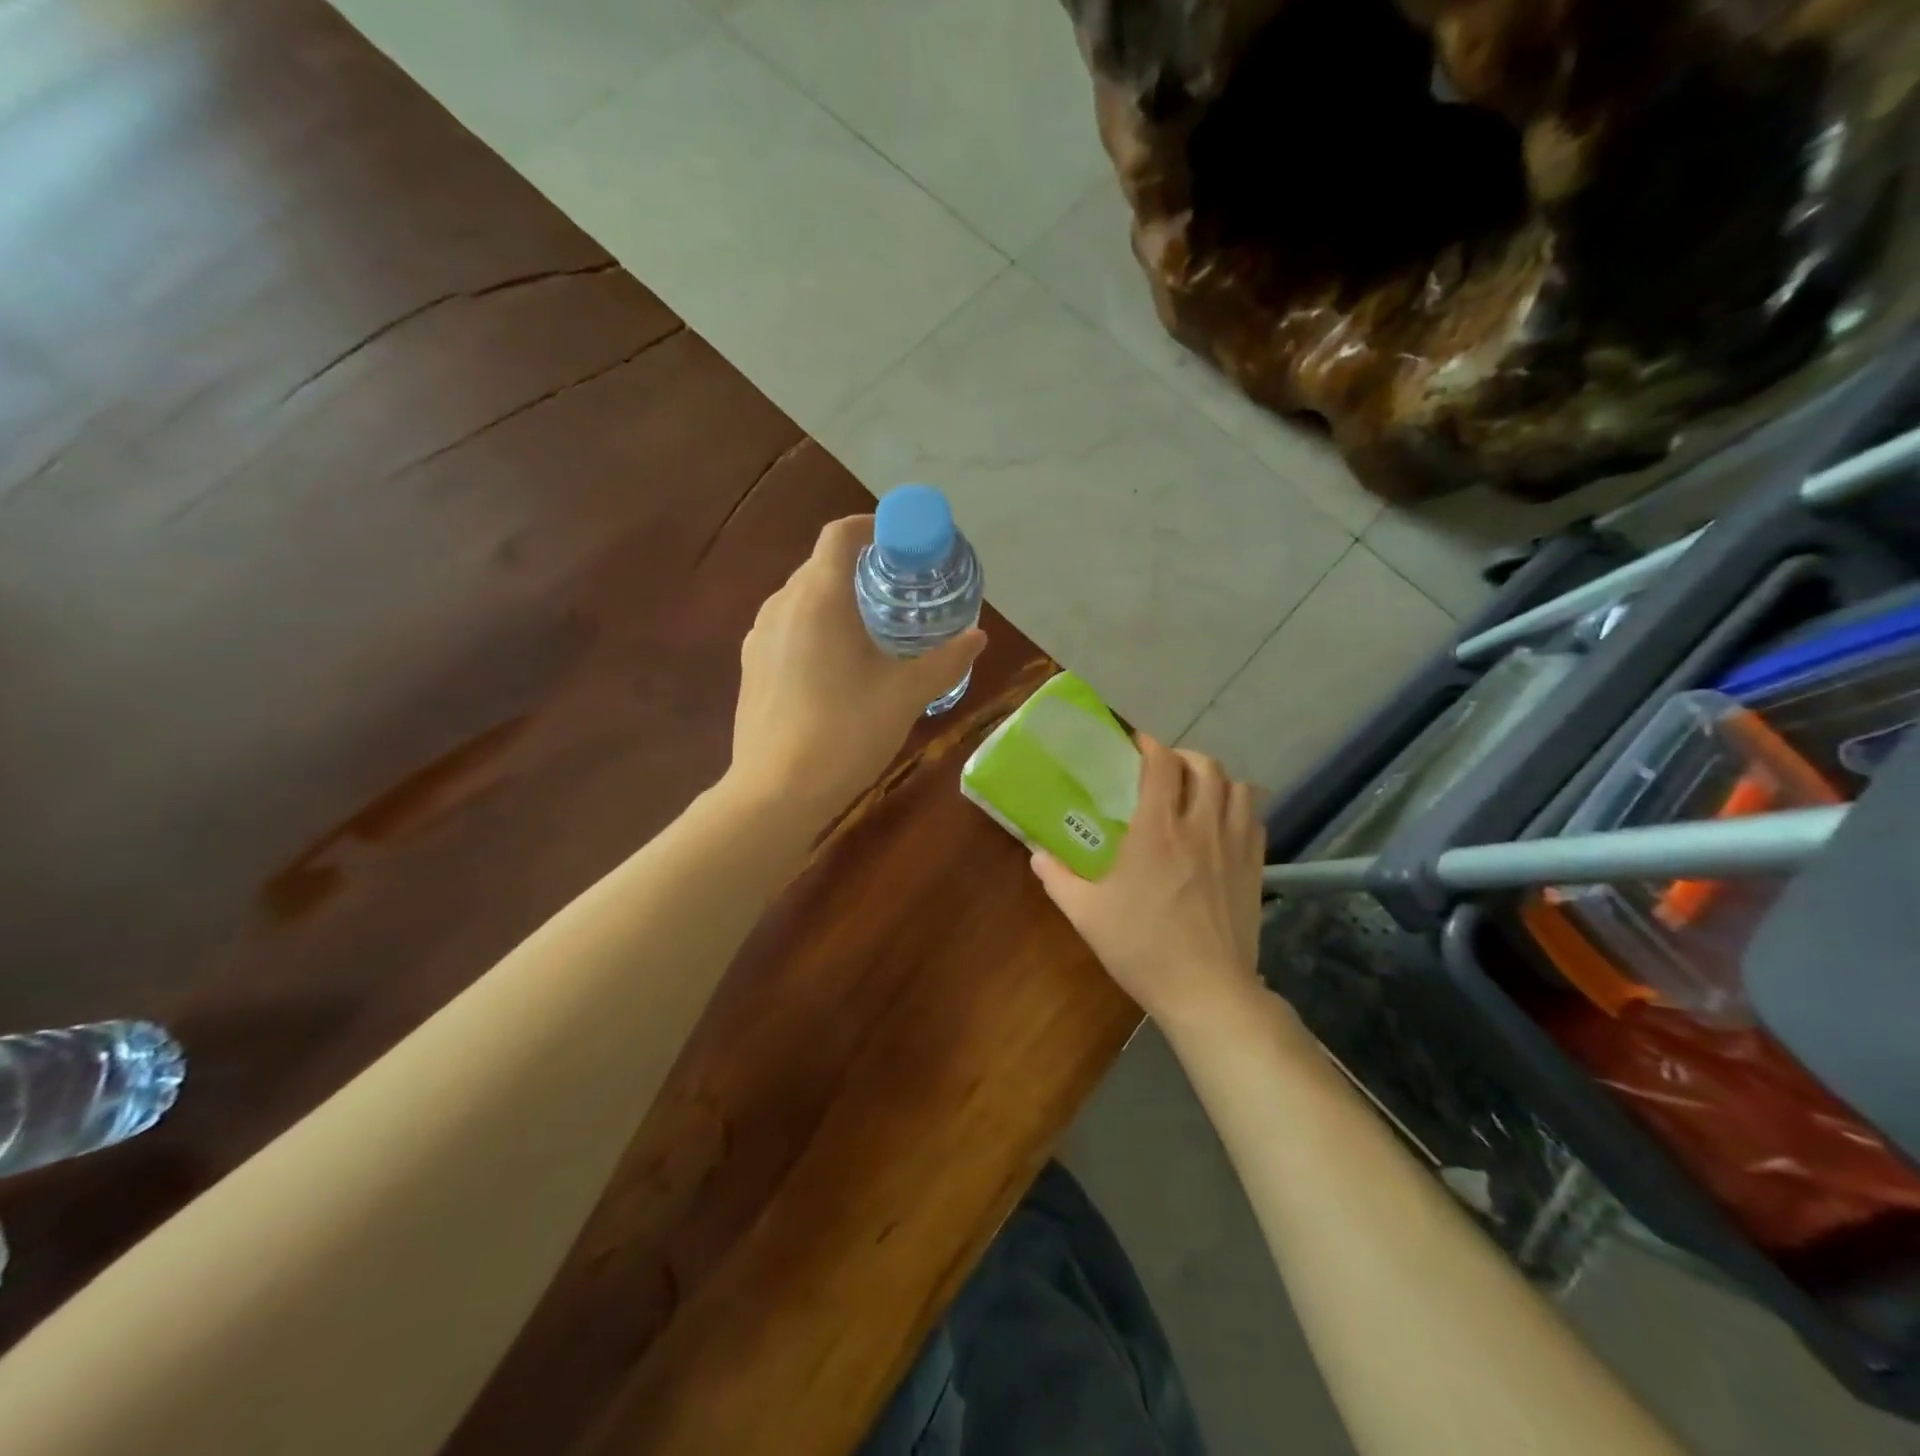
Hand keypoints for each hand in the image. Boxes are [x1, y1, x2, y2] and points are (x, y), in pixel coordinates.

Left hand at [729, 515, 985, 821]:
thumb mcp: (906, 695)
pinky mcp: (751, 667)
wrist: (776, 791)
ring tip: (871, 627)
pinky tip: (836, 665)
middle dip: (860, 567)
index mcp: (820, 597)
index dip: (872, 527)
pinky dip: (814, 627)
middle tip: (899, 591)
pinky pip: (786, 628)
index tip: (902, 543)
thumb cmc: (846, 732)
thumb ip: (945, 660)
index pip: (840, 534)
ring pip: (801, 598)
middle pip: (821, 565)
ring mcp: (759, 637)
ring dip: (836, 599)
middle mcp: (782, 605)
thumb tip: (978, 637)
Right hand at [1031, 736, 1264, 1029]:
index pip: (1162, 764)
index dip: (1150, 745)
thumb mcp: (1086, 914)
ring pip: (1238, 787)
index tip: (1136, 744)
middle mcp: (1200, 826)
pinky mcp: (1256, 867)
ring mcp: (1234, 845)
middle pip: (1206, 766)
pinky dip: (1240, 807)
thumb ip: (1057, 878)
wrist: (1207, 991)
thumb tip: (1036, 854)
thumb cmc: (1142, 948)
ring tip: (1197, 791)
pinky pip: (1255, 818)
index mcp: (1157, 830)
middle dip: (1184, 758)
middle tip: (1164, 770)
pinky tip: (1223, 823)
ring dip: (1217, 779)